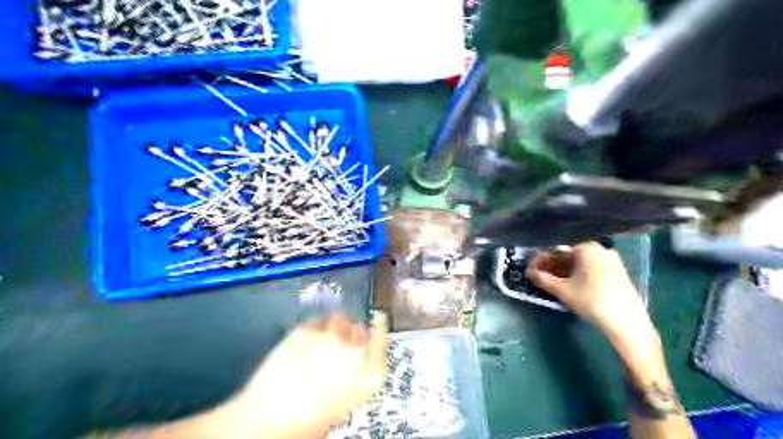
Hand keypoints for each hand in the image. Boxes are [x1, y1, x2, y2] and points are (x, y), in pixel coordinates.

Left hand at [216, 312, 388, 438]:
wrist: (264, 422)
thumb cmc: (305, 424)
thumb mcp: (340, 407)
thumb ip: (353, 380)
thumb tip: (352, 364)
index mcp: (367, 375)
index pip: (381, 342)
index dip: (377, 339)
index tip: (372, 338)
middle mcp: (353, 351)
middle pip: (362, 330)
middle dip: (355, 336)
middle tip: (343, 345)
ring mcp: (329, 337)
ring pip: (342, 319)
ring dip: (338, 327)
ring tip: (327, 338)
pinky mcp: (305, 330)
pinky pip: (319, 321)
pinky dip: (318, 327)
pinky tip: (309, 339)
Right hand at [526, 241, 655, 344]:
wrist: (627, 323)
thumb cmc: (591, 300)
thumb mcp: (562, 290)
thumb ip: (542, 278)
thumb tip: (528, 272)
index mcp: (587, 248)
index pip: (557, 250)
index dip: (541, 260)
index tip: (530, 269)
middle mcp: (601, 249)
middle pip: (569, 255)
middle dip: (552, 266)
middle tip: (539, 277)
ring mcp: (611, 261)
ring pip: (580, 264)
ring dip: (563, 271)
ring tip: (551, 283)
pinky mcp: (617, 274)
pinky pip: (590, 269)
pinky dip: (577, 275)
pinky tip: (569, 286)